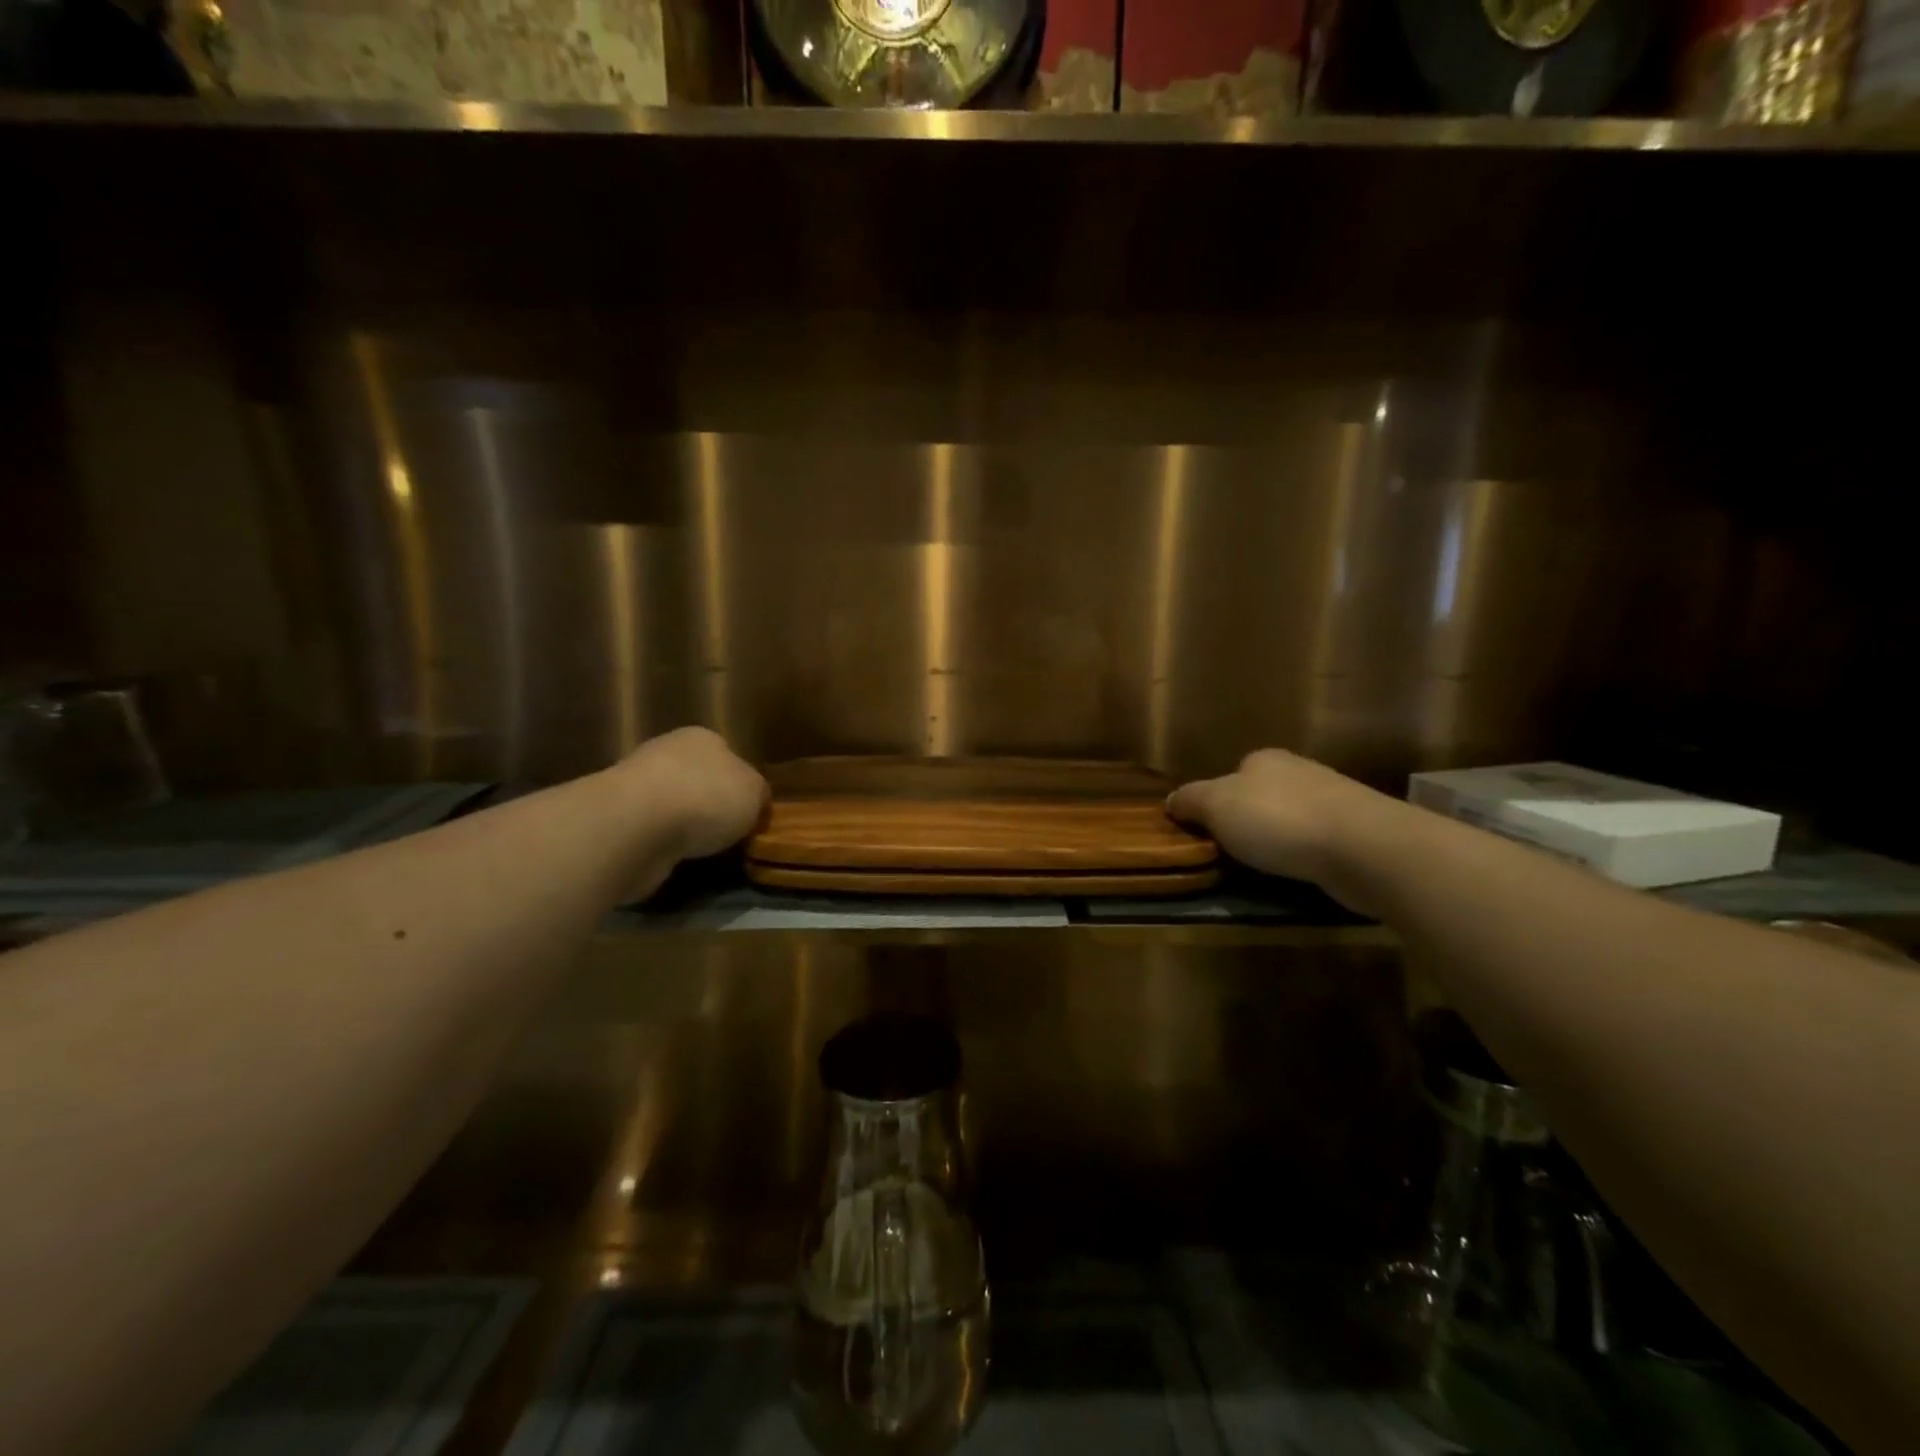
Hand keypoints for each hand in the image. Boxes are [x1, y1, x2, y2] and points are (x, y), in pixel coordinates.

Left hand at [616, 727, 767, 860]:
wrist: (638, 826)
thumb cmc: (707, 798)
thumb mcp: (755, 792)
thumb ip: (757, 793)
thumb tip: (752, 799)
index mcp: (703, 738)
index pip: (728, 756)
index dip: (740, 784)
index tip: (749, 812)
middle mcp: (666, 753)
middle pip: (697, 779)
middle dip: (710, 804)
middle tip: (728, 833)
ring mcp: (636, 785)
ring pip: (672, 805)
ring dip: (683, 826)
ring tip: (703, 851)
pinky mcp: (617, 819)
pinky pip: (651, 831)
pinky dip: (662, 844)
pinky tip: (674, 857)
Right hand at [1167, 749, 1394, 903]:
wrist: (1363, 846)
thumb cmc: (1278, 819)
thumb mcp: (1216, 806)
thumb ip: (1190, 800)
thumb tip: (1170, 800)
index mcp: (1264, 760)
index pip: (1231, 775)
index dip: (1216, 802)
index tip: (1208, 831)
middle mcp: (1299, 771)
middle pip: (1262, 796)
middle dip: (1248, 821)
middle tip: (1232, 853)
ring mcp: (1333, 801)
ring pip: (1291, 820)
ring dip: (1278, 841)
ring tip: (1264, 869)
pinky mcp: (1357, 833)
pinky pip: (1317, 843)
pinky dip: (1304, 857)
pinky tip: (1299, 873)